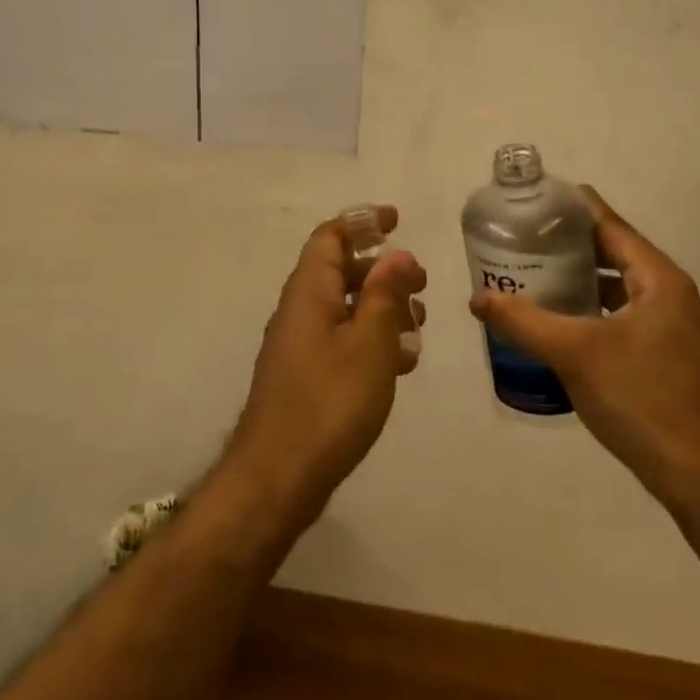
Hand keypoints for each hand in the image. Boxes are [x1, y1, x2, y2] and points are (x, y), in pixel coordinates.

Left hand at [224, 206, 427, 521]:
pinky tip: (400, 364)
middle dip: (382, 270)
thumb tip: (398, 255)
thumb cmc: (329, 404)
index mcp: (309, 292)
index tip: (396, 221)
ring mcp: (300, 345)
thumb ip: (385, 295)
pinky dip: (371, 340)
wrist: (278, 477)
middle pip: (340, 270)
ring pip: (345, 308)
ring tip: (418, 324)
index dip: (362, 223)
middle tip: (420, 283)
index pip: (331, 237)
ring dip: (381, 307)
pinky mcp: (306, 376)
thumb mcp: (369, 344)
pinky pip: (341, 340)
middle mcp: (300, 310)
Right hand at [468, 187, 699, 494]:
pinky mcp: (667, 356)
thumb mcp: (574, 354)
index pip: (612, 226)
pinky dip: (592, 309)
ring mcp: (673, 328)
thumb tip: (478, 298)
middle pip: (615, 253)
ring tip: (535, 273)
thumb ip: (523, 321)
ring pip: (618, 287)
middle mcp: (672, 295)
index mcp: (660, 281)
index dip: (575, 207)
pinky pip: (622, 315)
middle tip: (525, 237)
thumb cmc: (640, 399)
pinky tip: (560, 321)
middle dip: (570, 244)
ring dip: (580, 279)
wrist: (698, 476)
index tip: (537, 197)